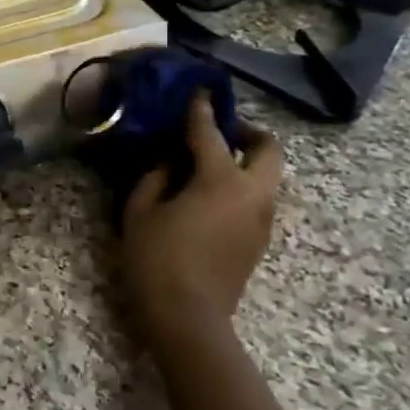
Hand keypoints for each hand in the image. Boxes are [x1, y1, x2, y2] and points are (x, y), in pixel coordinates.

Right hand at [121, 94, 284, 341]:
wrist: (189, 319)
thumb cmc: (156, 259)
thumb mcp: (141, 210)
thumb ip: (156, 176)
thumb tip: (169, 162)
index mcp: (221, 181)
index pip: (211, 133)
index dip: (201, 109)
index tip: (199, 90)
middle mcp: (252, 194)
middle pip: (268, 150)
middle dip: (248, 133)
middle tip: (219, 131)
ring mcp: (261, 219)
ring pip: (266, 176)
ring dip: (245, 161)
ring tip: (208, 162)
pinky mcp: (259, 240)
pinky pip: (257, 198)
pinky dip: (241, 185)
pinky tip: (208, 194)